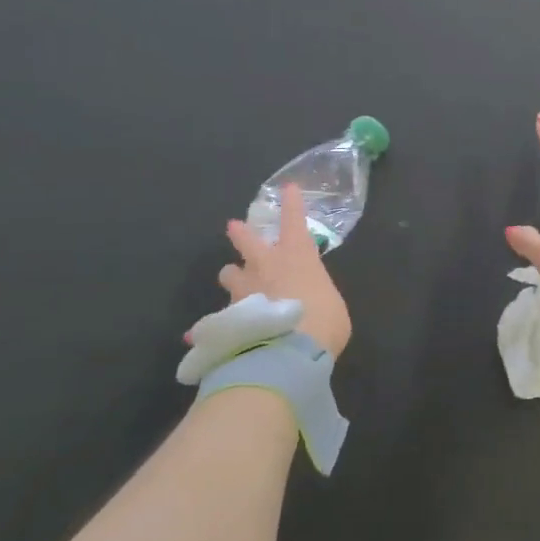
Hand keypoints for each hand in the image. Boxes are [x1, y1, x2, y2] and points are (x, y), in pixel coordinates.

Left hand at [215, 184, 352, 358]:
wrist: (286, 352)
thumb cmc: (323, 322)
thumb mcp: (332, 306)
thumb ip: (318, 297)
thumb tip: (309, 304)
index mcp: (298, 257)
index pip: (294, 222)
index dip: (292, 204)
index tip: (288, 188)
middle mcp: (266, 266)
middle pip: (247, 241)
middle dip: (241, 232)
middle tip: (233, 226)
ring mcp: (243, 290)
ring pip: (229, 274)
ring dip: (232, 276)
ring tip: (234, 282)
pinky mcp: (228, 316)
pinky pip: (219, 317)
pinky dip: (218, 324)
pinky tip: (207, 336)